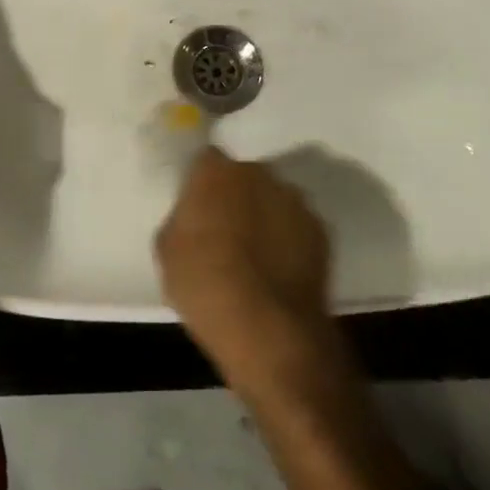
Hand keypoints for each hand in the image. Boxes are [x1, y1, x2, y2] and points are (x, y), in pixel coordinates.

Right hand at [156, 146, 337, 384]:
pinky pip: (297, 226)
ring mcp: (294, 200)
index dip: (202, 184)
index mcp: (216, 171)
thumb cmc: (204, 285)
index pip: (206, 160)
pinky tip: (280, 270)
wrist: (267, 329)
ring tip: (257, 254)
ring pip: (273, 199)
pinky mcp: (321, 230)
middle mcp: (258, 173)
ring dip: (265, 216)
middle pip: (243, 177)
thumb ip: (182, 219)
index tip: (198, 208)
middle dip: (236, 196)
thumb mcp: (168, 250)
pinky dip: (290, 240)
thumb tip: (194, 216)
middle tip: (226, 231)